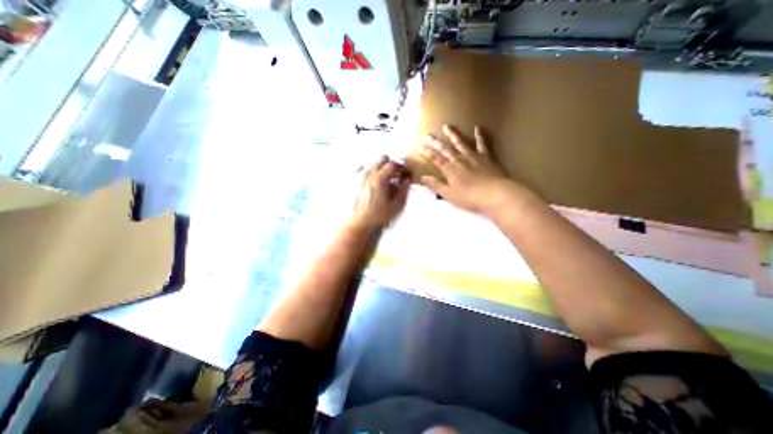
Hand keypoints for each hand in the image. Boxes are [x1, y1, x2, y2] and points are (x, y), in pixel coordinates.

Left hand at [350, 155, 410, 229]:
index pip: (393, 164)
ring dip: (380, 168)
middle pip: (382, 159)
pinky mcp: (351, 181)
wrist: (358, 224)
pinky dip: (367, 171)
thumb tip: (406, 181)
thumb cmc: (377, 217)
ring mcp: (357, 176)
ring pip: (371, 163)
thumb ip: (403, 191)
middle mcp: (367, 173)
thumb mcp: (396, 206)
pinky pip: (360, 169)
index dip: (402, 167)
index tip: (406, 173)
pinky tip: (370, 181)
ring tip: (383, 179)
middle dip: (391, 165)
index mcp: (379, 178)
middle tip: (396, 175)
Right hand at [421, 123, 514, 212]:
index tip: (421, 146)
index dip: (427, 153)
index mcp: (450, 170)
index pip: (436, 159)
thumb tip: (423, 177)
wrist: (495, 194)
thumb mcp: (449, 195)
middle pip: (445, 149)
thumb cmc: (469, 197)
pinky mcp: (486, 156)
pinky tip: (477, 128)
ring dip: (452, 134)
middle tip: (427, 134)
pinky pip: (481, 144)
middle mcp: (459, 160)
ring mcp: (473, 156)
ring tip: (446, 126)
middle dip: (435, 142)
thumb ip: (436, 185)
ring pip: (460, 142)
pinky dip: (479, 136)